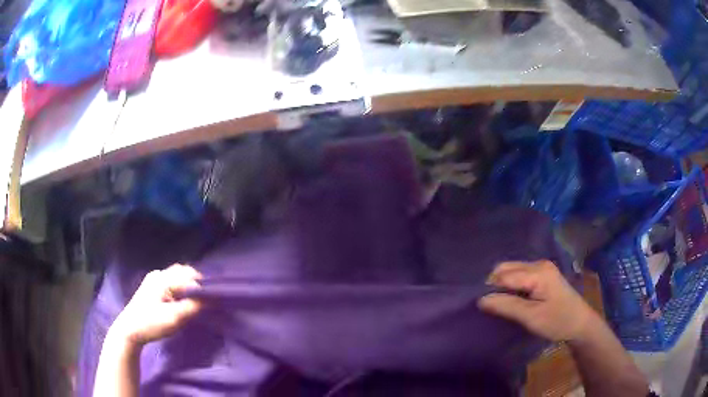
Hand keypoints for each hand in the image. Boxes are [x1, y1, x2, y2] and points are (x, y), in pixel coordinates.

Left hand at [109, 264, 202, 346]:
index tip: (213, 300)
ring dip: (189, 285)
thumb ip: (193, 306)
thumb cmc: (151, 323)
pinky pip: (171, 281)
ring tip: (196, 301)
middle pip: (183, 272)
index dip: (203, 286)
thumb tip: (211, 298)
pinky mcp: (152, 286)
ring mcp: (154, 279)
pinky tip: (182, 300)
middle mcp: (159, 274)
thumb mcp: (174, 318)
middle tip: (206, 300)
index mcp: (163, 278)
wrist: (129, 330)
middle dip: (197, 283)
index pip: (190, 276)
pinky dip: (181, 288)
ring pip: (177, 276)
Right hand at [478, 260, 594, 341]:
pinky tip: (513, 299)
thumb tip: (480, 299)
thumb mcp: (531, 317)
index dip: (490, 289)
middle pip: (506, 268)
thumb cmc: (557, 321)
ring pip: (512, 271)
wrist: (580, 324)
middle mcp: (539, 263)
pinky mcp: (543, 274)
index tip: (482, 306)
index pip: (504, 274)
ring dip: (503, 285)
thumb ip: (506, 306)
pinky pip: (519, 275)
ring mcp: (542, 268)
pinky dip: (511, 285)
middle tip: (493, 306)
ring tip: (501, 304)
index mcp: (537, 271)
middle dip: (495, 284)